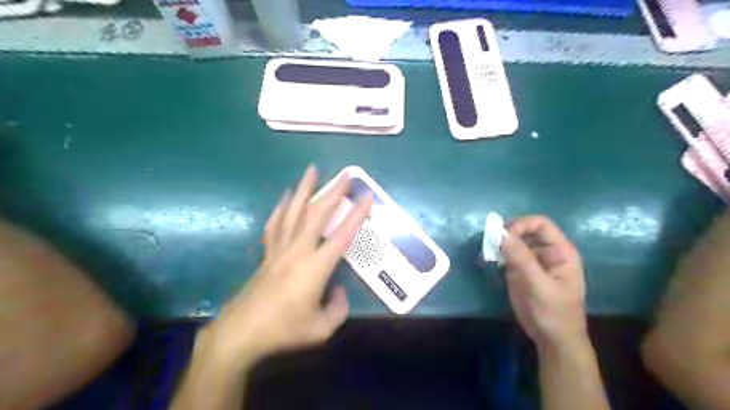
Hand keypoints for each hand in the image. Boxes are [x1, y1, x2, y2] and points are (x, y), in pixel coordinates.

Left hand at [199, 167, 370, 368]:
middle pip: (317, 214)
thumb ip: (338, 309)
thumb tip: (340, 290)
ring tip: (311, 171)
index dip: (356, 215)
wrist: (241, 332)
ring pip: (293, 212)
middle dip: (332, 192)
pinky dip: (282, 207)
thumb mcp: (320, 329)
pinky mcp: (267, 253)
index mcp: (315, 267)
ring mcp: (279, 249)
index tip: (367, 196)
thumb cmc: (283, 330)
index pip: (342, 235)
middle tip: (344, 175)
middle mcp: (298, 251)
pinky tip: (286, 196)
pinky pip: (275, 224)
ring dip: (304, 190)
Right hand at [502, 215, 585, 348]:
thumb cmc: (554, 313)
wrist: (552, 340)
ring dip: (500, 243)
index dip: (521, 225)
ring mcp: (532, 260)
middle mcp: (546, 251)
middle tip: (491, 243)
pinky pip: (507, 254)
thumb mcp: (539, 286)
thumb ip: (521, 259)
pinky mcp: (519, 270)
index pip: (540, 224)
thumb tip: (501, 234)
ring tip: (488, 251)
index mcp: (560, 251)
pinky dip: (497, 254)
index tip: (503, 236)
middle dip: (507, 233)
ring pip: (514, 241)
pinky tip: (489, 259)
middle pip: (525, 230)